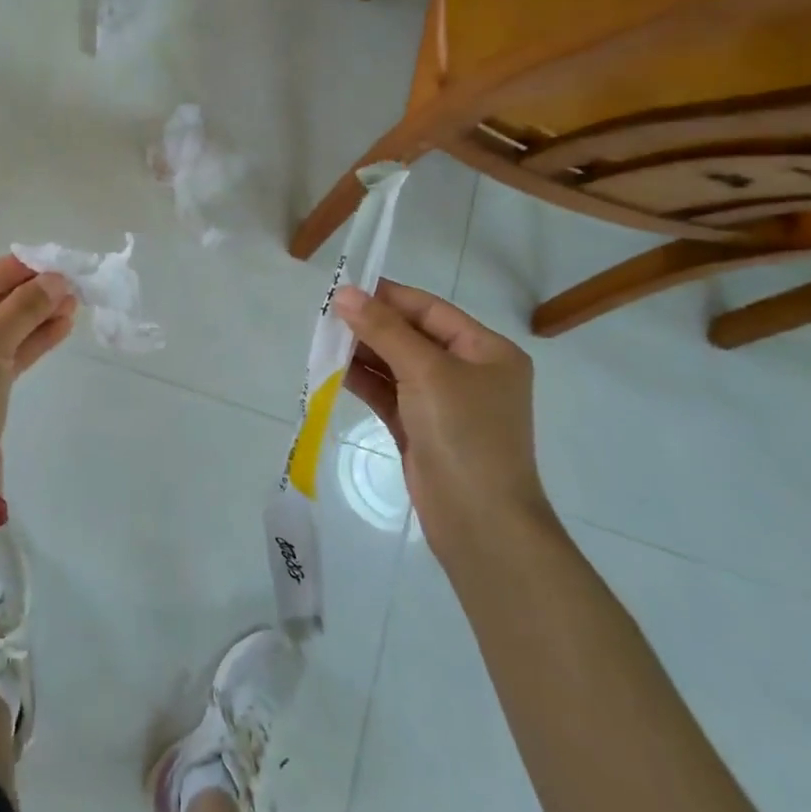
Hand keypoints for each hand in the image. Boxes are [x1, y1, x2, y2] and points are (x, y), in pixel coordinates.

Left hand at [0, 256, 76, 469]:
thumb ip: (22, 306)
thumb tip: (57, 280)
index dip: (5, 271)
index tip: (42, 260)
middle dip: (25, 297)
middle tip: (64, 282)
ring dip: (33, 319)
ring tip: (72, 303)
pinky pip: (3, 360)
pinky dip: (30, 344)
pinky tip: (60, 328)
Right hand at [332, 280, 546, 543]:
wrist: (480, 522)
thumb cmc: (464, 434)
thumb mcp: (425, 371)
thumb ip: (384, 329)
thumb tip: (345, 293)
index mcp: (487, 350)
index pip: (430, 310)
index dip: (388, 297)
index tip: (344, 289)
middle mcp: (469, 372)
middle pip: (411, 335)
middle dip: (371, 326)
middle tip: (326, 317)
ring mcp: (445, 403)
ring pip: (396, 364)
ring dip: (362, 352)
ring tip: (323, 341)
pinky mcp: (422, 428)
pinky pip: (389, 393)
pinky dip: (364, 380)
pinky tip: (334, 370)